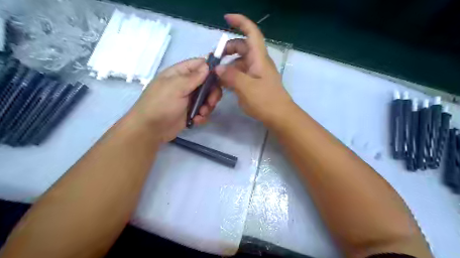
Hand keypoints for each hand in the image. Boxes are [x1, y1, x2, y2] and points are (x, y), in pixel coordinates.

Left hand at [128, 58, 223, 142]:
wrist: (150, 129)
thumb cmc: (161, 104)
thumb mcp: (176, 87)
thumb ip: (193, 77)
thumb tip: (208, 65)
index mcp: (180, 74)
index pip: (199, 64)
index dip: (211, 68)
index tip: (221, 77)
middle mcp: (186, 84)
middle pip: (207, 83)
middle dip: (212, 92)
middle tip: (211, 102)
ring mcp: (189, 99)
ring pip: (207, 98)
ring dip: (208, 106)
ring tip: (201, 113)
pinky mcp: (191, 112)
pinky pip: (203, 110)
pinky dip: (203, 115)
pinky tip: (196, 120)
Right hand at [216, 14, 293, 126]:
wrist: (280, 116)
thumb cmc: (266, 101)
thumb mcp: (246, 88)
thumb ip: (230, 76)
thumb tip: (217, 69)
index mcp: (259, 58)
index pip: (251, 33)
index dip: (240, 22)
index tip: (226, 18)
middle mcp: (258, 62)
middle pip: (242, 47)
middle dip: (227, 50)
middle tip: (213, 60)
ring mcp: (256, 73)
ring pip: (240, 62)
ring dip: (227, 65)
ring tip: (215, 76)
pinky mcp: (254, 83)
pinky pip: (241, 74)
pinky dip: (231, 76)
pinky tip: (223, 84)